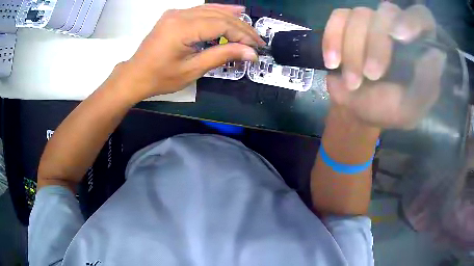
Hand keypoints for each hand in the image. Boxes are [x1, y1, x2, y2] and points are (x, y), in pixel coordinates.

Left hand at [121, 4, 264, 101]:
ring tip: (250, 26)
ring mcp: (176, 13)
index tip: (256, 47)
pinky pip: (201, 10)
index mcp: (182, 28)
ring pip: (211, 10)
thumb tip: (251, 53)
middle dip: (241, 27)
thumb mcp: (192, 70)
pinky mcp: (174, 15)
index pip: (221, 25)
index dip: (242, 35)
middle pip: (218, 15)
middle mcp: (179, 15)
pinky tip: (233, 11)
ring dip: (233, 17)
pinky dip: (218, 12)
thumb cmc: (160, 78)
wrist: (135, 75)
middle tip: (257, 40)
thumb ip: (222, 56)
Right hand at [322, 3, 445, 127]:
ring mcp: (370, 21)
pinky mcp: (346, 23)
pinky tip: (333, 63)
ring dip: (353, 51)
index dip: (413, 20)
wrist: (356, 108)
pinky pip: (337, 18)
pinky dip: (332, 40)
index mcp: (419, 46)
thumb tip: (437, 55)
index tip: (398, 36)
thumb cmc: (387, 110)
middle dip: (376, 45)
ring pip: (360, 15)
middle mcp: (397, 26)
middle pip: (387, 13)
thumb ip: (426, 86)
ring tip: (353, 82)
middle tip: (371, 75)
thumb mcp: (411, 108)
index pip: (423, 17)